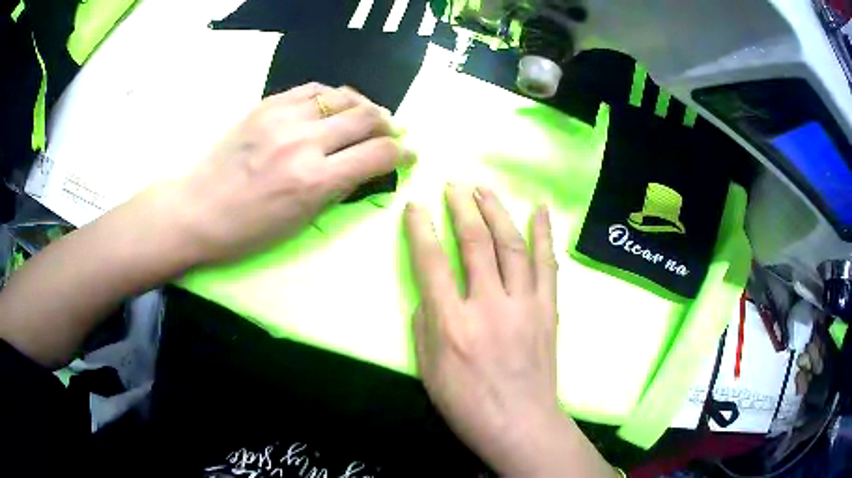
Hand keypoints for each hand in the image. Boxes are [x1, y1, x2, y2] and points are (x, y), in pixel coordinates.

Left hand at [159, 82, 413, 264]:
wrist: (198, 209)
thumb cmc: (248, 230)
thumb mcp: (300, 222)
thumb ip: (338, 189)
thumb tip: (365, 168)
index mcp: (314, 181)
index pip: (377, 154)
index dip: (402, 152)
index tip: (409, 153)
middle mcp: (304, 143)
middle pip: (366, 118)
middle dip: (388, 125)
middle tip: (391, 132)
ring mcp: (283, 118)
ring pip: (342, 96)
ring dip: (363, 105)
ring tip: (366, 115)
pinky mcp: (266, 105)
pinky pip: (311, 89)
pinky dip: (331, 96)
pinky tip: (333, 105)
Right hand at [405, 185, 614, 476]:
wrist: (520, 424)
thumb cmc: (467, 405)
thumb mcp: (429, 372)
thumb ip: (426, 326)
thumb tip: (432, 294)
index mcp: (452, 324)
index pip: (431, 263)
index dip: (421, 229)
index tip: (416, 205)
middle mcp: (488, 305)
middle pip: (474, 244)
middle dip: (461, 209)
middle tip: (454, 185)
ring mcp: (523, 305)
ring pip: (510, 246)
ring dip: (496, 212)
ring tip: (484, 189)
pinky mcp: (547, 309)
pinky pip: (546, 264)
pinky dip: (543, 234)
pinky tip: (539, 209)